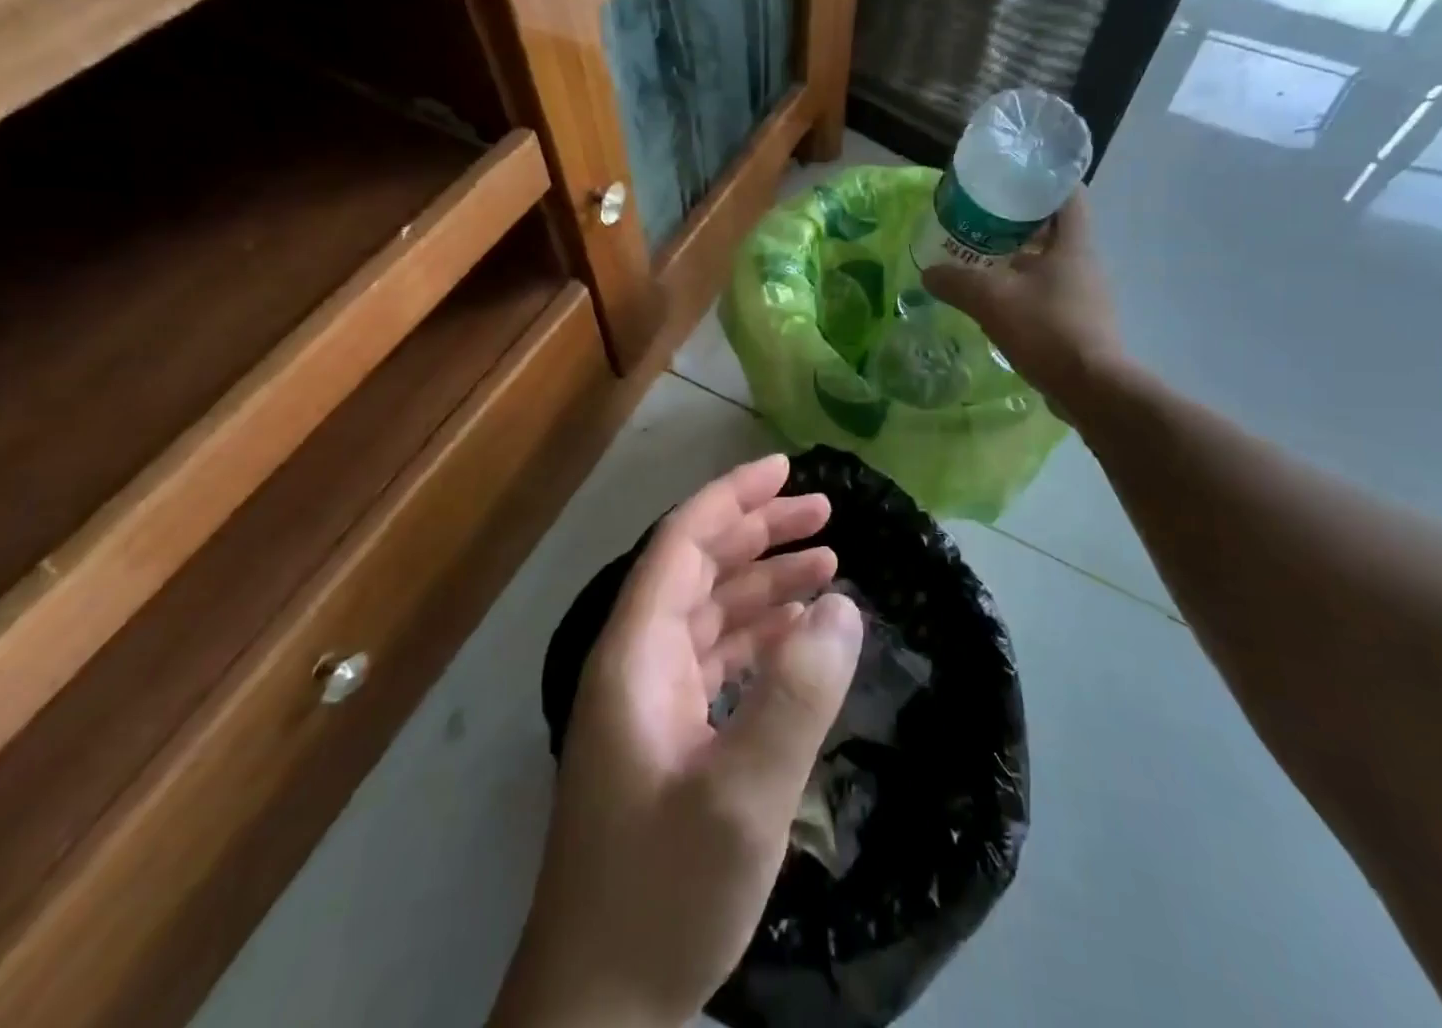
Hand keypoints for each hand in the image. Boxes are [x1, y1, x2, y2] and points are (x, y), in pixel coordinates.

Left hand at [491, 455, 863, 1027]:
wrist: (597, 1012)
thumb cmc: (661, 896)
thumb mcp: (742, 800)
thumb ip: (796, 697)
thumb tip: (844, 607)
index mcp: (635, 654)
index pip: (681, 544)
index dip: (731, 498)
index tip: (786, 469)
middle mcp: (637, 662)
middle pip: (698, 569)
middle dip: (759, 533)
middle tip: (825, 514)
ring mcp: (651, 700)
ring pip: (711, 613)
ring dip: (765, 583)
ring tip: (828, 564)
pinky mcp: (668, 736)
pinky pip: (718, 659)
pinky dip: (760, 636)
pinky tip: (801, 635)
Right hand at [923, 188, 1122, 405]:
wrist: (1090, 388)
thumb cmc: (1047, 329)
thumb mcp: (992, 300)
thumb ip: (957, 282)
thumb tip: (928, 273)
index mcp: (1073, 244)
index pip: (1068, 194)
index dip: (1042, 181)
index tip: (1010, 180)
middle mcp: (1084, 263)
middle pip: (1053, 228)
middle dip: (1017, 222)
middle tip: (979, 220)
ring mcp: (1084, 294)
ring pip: (1048, 262)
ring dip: (1017, 257)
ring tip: (979, 258)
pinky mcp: (1079, 321)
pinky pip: (1047, 291)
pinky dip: (1022, 288)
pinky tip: (994, 299)